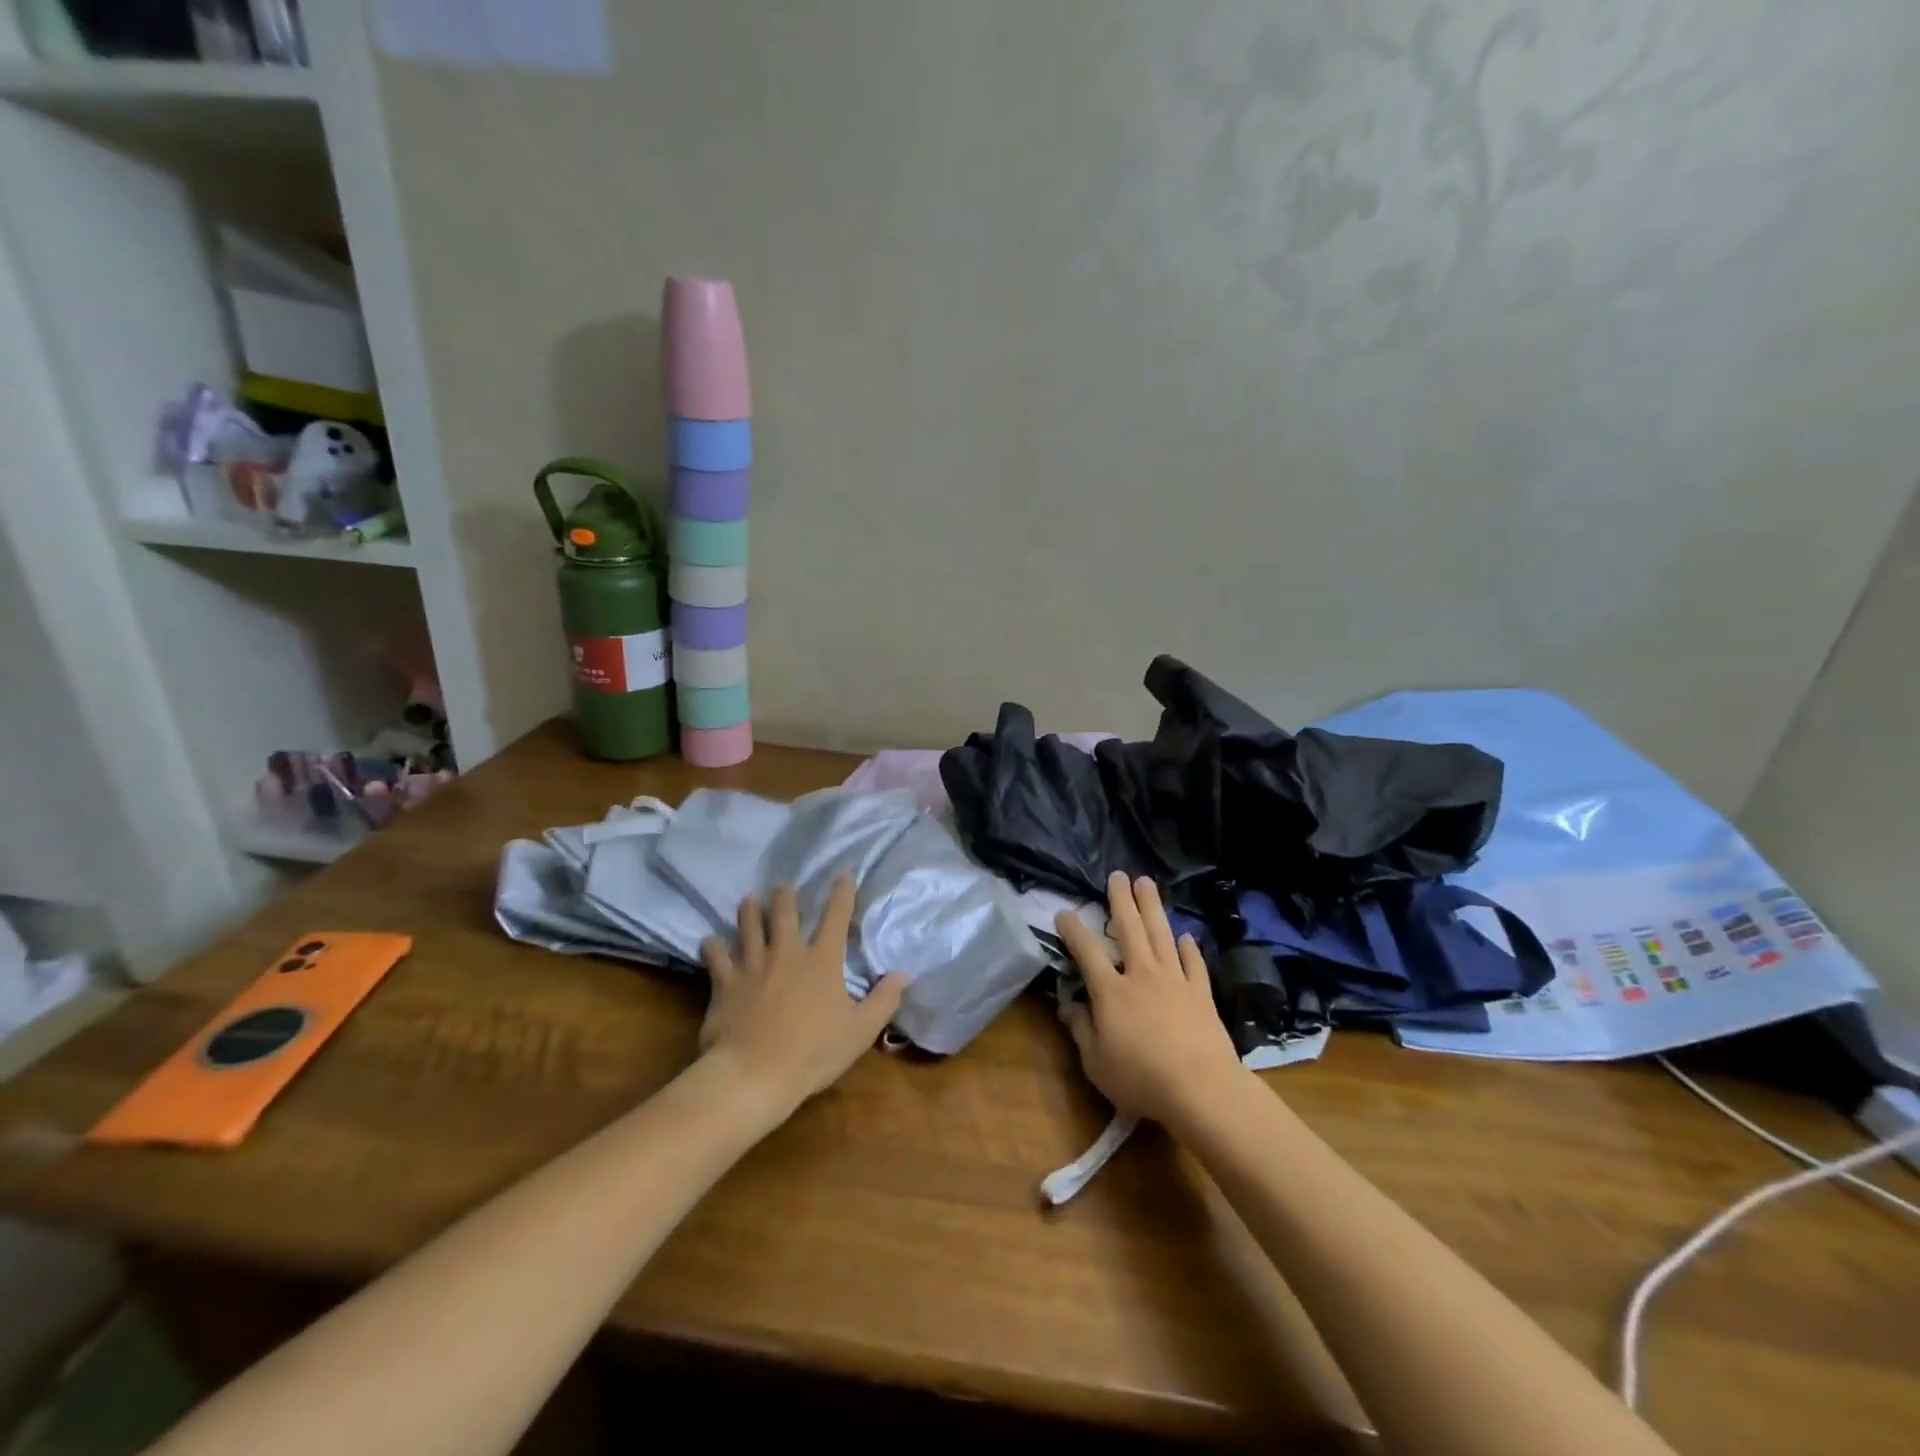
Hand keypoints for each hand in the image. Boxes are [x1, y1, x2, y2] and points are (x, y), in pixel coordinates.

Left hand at [699, 876, 905, 1116]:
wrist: (754, 1075)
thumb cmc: (813, 1053)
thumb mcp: (860, 1031)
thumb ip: (884, 1000)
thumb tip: (904, 974)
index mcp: (821, 960)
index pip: (836, 916)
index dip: (842, 892)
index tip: (844, 874)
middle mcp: (786, 952)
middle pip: (784, 911)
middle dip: (785, 895)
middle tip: (784, 888)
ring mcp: (752, 964)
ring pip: (748, 924)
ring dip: (749, 910)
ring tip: (749, 900)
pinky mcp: (725, 981)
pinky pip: (715, 955)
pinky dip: (712, 946)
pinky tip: (710, 942)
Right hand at [1056, 872, 1245, 1128]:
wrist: (1200, 1088)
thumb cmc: (1140, 1078)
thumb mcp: (1096, 1063)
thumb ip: (1080, 1030)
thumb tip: (1068, 1006)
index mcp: (1111, 991)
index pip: (1087, 951)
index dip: (1073, 929)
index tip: (1064, 911)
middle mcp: (1141, 975)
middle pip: (1129, 929)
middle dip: (1121, 900)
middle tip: (1118, 874)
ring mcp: (1174, 980)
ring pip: (1161, 934)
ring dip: (1152, 907)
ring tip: (1147, 883)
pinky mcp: (1200, 993)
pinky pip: (1193, 963)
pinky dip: (1189, 948)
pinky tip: (1186, 936)